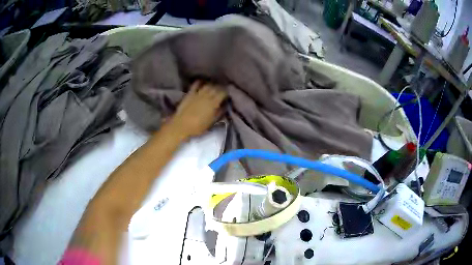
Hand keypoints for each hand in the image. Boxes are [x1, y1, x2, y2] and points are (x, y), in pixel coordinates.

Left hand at [168, 81, 226, 138]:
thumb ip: (219, 113)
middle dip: (220, 88)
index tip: (228, 94)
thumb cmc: (198, 127)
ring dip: (212, 85)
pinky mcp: (190, 93)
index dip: (226, 92)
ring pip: (207, 85)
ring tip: (213, 87)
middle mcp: (207, 96)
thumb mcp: (211, 122)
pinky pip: (196, 84)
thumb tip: (224, 106)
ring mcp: (198, 93)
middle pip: (216, 87)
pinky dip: (200, 82)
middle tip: (222, 90)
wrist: (181, 125)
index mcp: (213, 103)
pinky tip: (202, 82)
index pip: (223, 93)